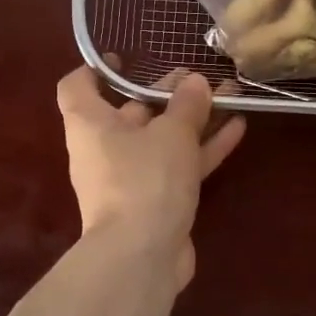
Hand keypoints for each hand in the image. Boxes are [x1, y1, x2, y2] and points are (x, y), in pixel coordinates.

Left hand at [56, 63, 245, 289]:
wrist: (141, 257)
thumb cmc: (145, 180)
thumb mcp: (171, 134)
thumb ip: (187, 105)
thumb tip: (196, 82)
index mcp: (91, 125)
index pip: (78, 86)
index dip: (96, 69)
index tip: (124, 58)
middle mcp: (104, 149)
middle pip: (131, 112)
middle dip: (166, 93)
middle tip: (199, 77)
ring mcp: (131, 178)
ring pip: (162, 140)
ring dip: (193, 120)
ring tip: (229, 96)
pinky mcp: (156, 202)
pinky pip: (179, 166)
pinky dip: (203, 149)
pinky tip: (238, 129)